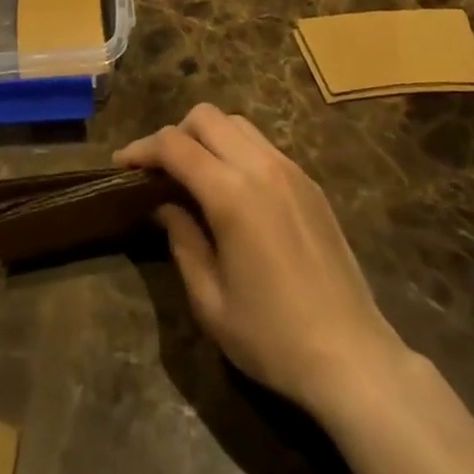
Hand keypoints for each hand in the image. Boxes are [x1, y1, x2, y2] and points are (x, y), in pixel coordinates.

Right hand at [116, 106, 473, 473]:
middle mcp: (260, 166)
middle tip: (159, 170)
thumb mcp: (210, 301)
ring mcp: (289, 168)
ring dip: (207, 136)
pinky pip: (262, 143)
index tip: (121, 164)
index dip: (141, 149)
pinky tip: (233, 187)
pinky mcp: (308, 180)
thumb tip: (163, 203)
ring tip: (194, 173)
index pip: (174, 145)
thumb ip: (181, 240)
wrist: (352, 356)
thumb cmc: (273, 337)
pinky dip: (236, 148)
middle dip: (174, 134)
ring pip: (236, 123)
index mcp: (231, 193)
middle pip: (205, 117)